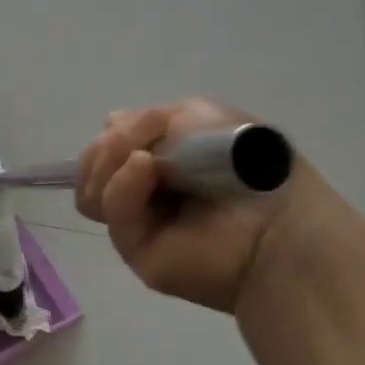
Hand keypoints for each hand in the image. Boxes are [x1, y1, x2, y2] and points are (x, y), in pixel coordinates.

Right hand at [76, 101, 349, 314]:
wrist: (275, 222)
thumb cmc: (246, 162)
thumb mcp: (198, 115)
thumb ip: (148, 118)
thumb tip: (110, 125)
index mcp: (161, 158)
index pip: (111, 141)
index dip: (119, 130)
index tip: (149, 123)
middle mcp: (144, 189)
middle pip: (93, 163)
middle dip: (110, 145)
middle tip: (142, 141)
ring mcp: (138, 220)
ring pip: (90, 187)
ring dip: (110, 160)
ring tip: (145, 158)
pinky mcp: (134, 249)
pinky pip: (109, 207)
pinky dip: (122, 181)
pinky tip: (146, 168)